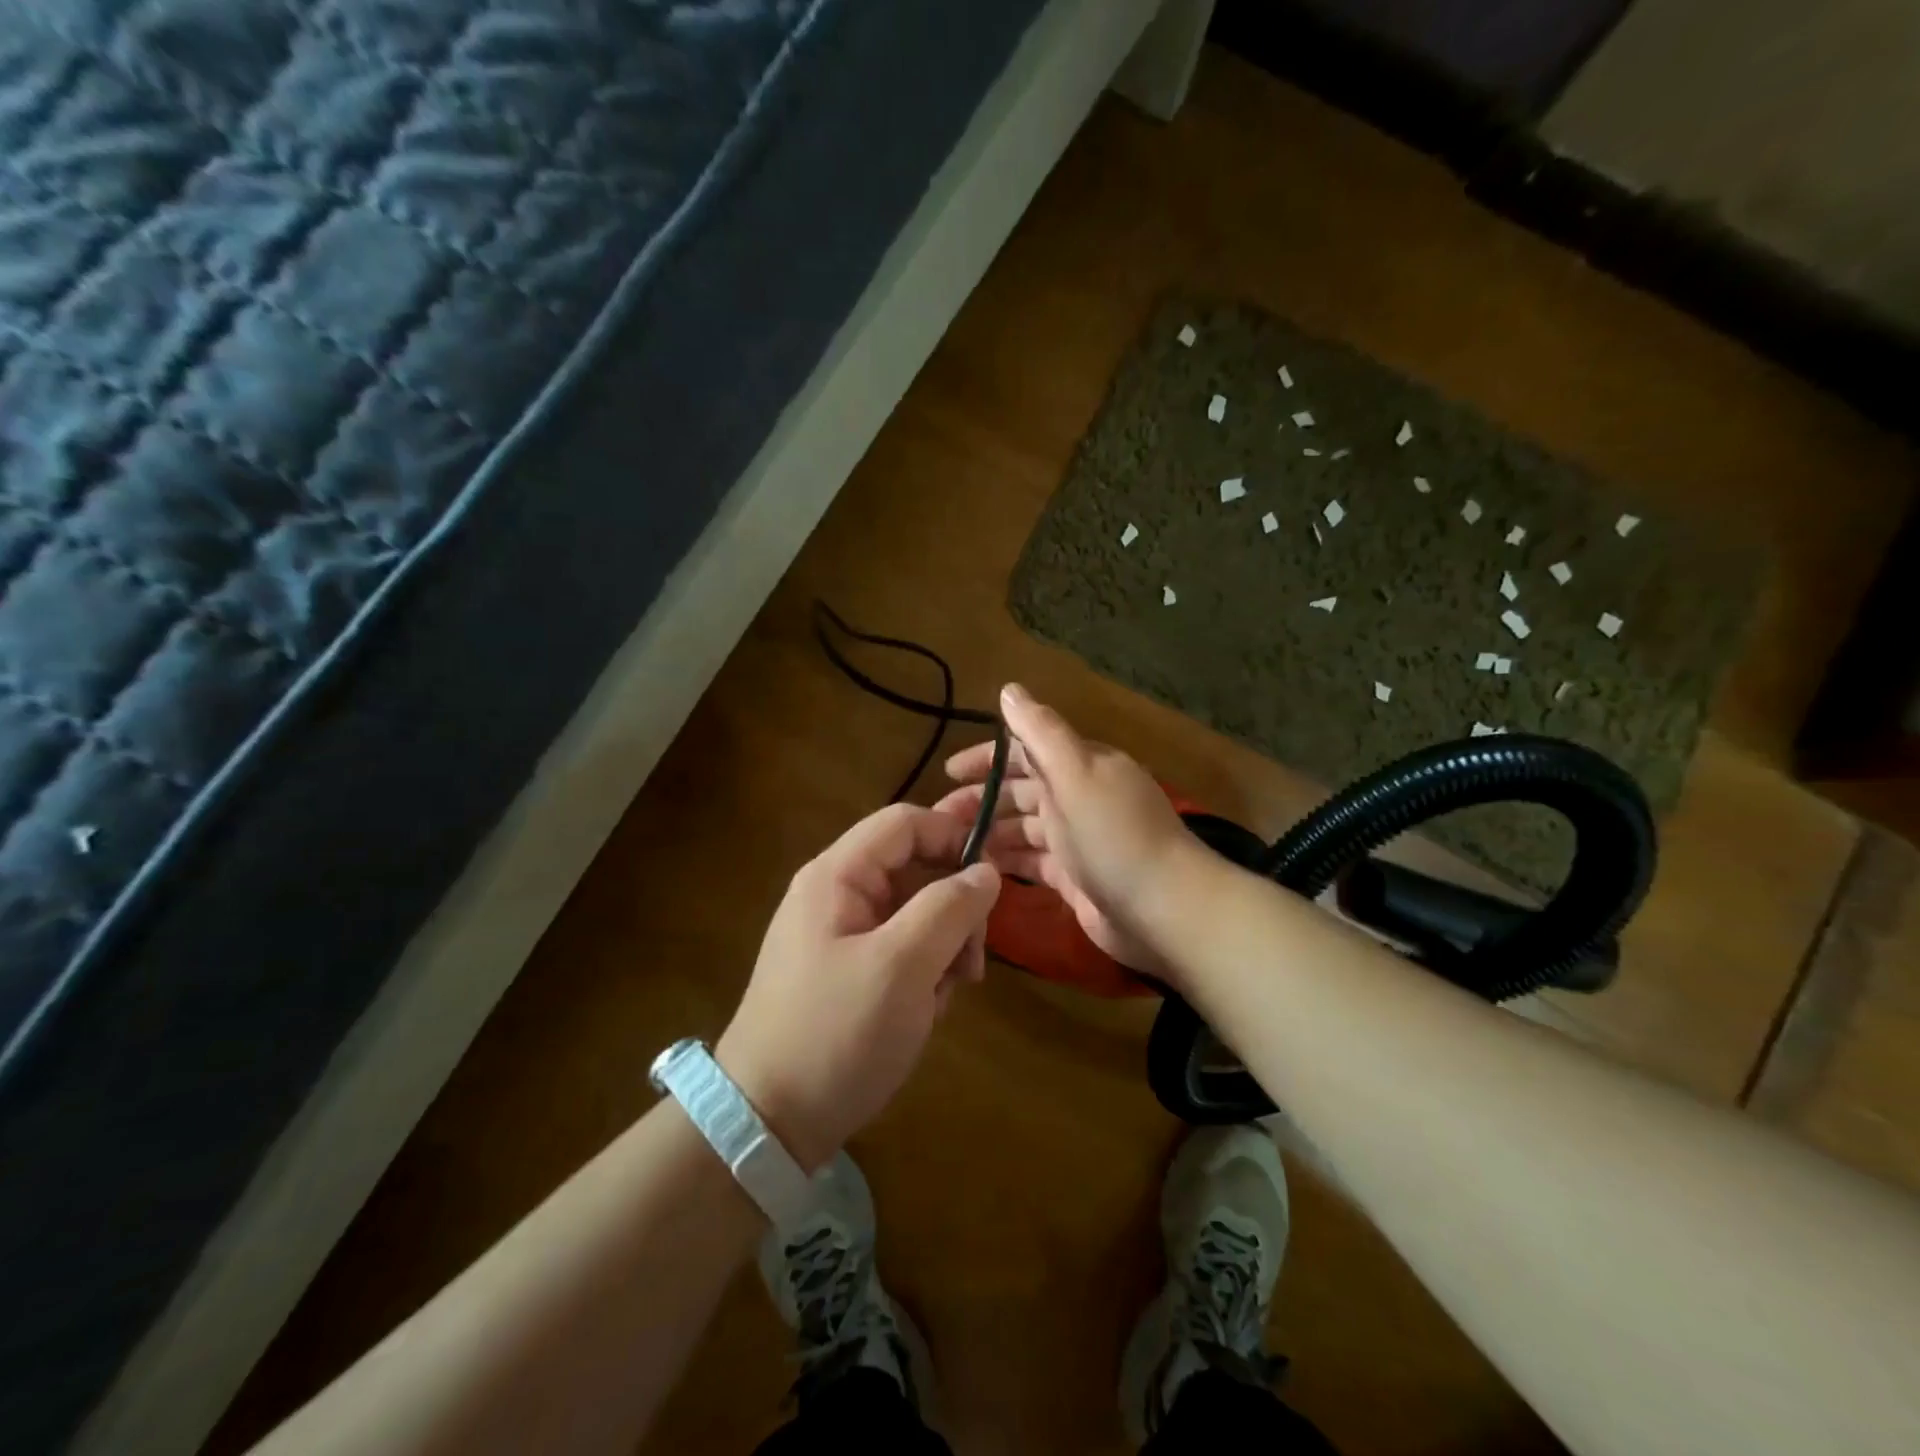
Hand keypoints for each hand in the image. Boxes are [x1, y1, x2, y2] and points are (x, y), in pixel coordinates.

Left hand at [716, 803, 999, 1171]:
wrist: (769, 1123)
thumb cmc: (837, 1033)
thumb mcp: (903, 966)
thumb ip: (949, 907)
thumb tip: (986, 870)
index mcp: (837, 875)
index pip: (905, 823)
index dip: (953, 838)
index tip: (994, 881)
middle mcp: (837, 894)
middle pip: (915, 868)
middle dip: (953, 909)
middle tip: (972, 961)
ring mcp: (841, 934)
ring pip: (915, 913)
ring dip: (944, 947)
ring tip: (947, 995)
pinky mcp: (848, 971)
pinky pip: (901, 949)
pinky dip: (924, 973)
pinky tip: (926, 1010)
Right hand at [936, 684, 1197, 983]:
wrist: (1165, 910)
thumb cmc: (1114, 836)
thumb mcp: (1076, 772)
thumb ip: (1041, 731)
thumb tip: (1009, 689)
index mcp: (1082, 767)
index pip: (1026, 751)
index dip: (987, 759)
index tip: (947, 772)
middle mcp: (1080, 798)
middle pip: (1021, 792)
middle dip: (980, 800)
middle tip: (937, 820)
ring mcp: (1078, 841)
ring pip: (1024, 829)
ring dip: (990, 832)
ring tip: (949, 847)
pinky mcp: (1076, 879)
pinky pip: (1033, 863)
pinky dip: (1008, 862)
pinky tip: (979, 870)